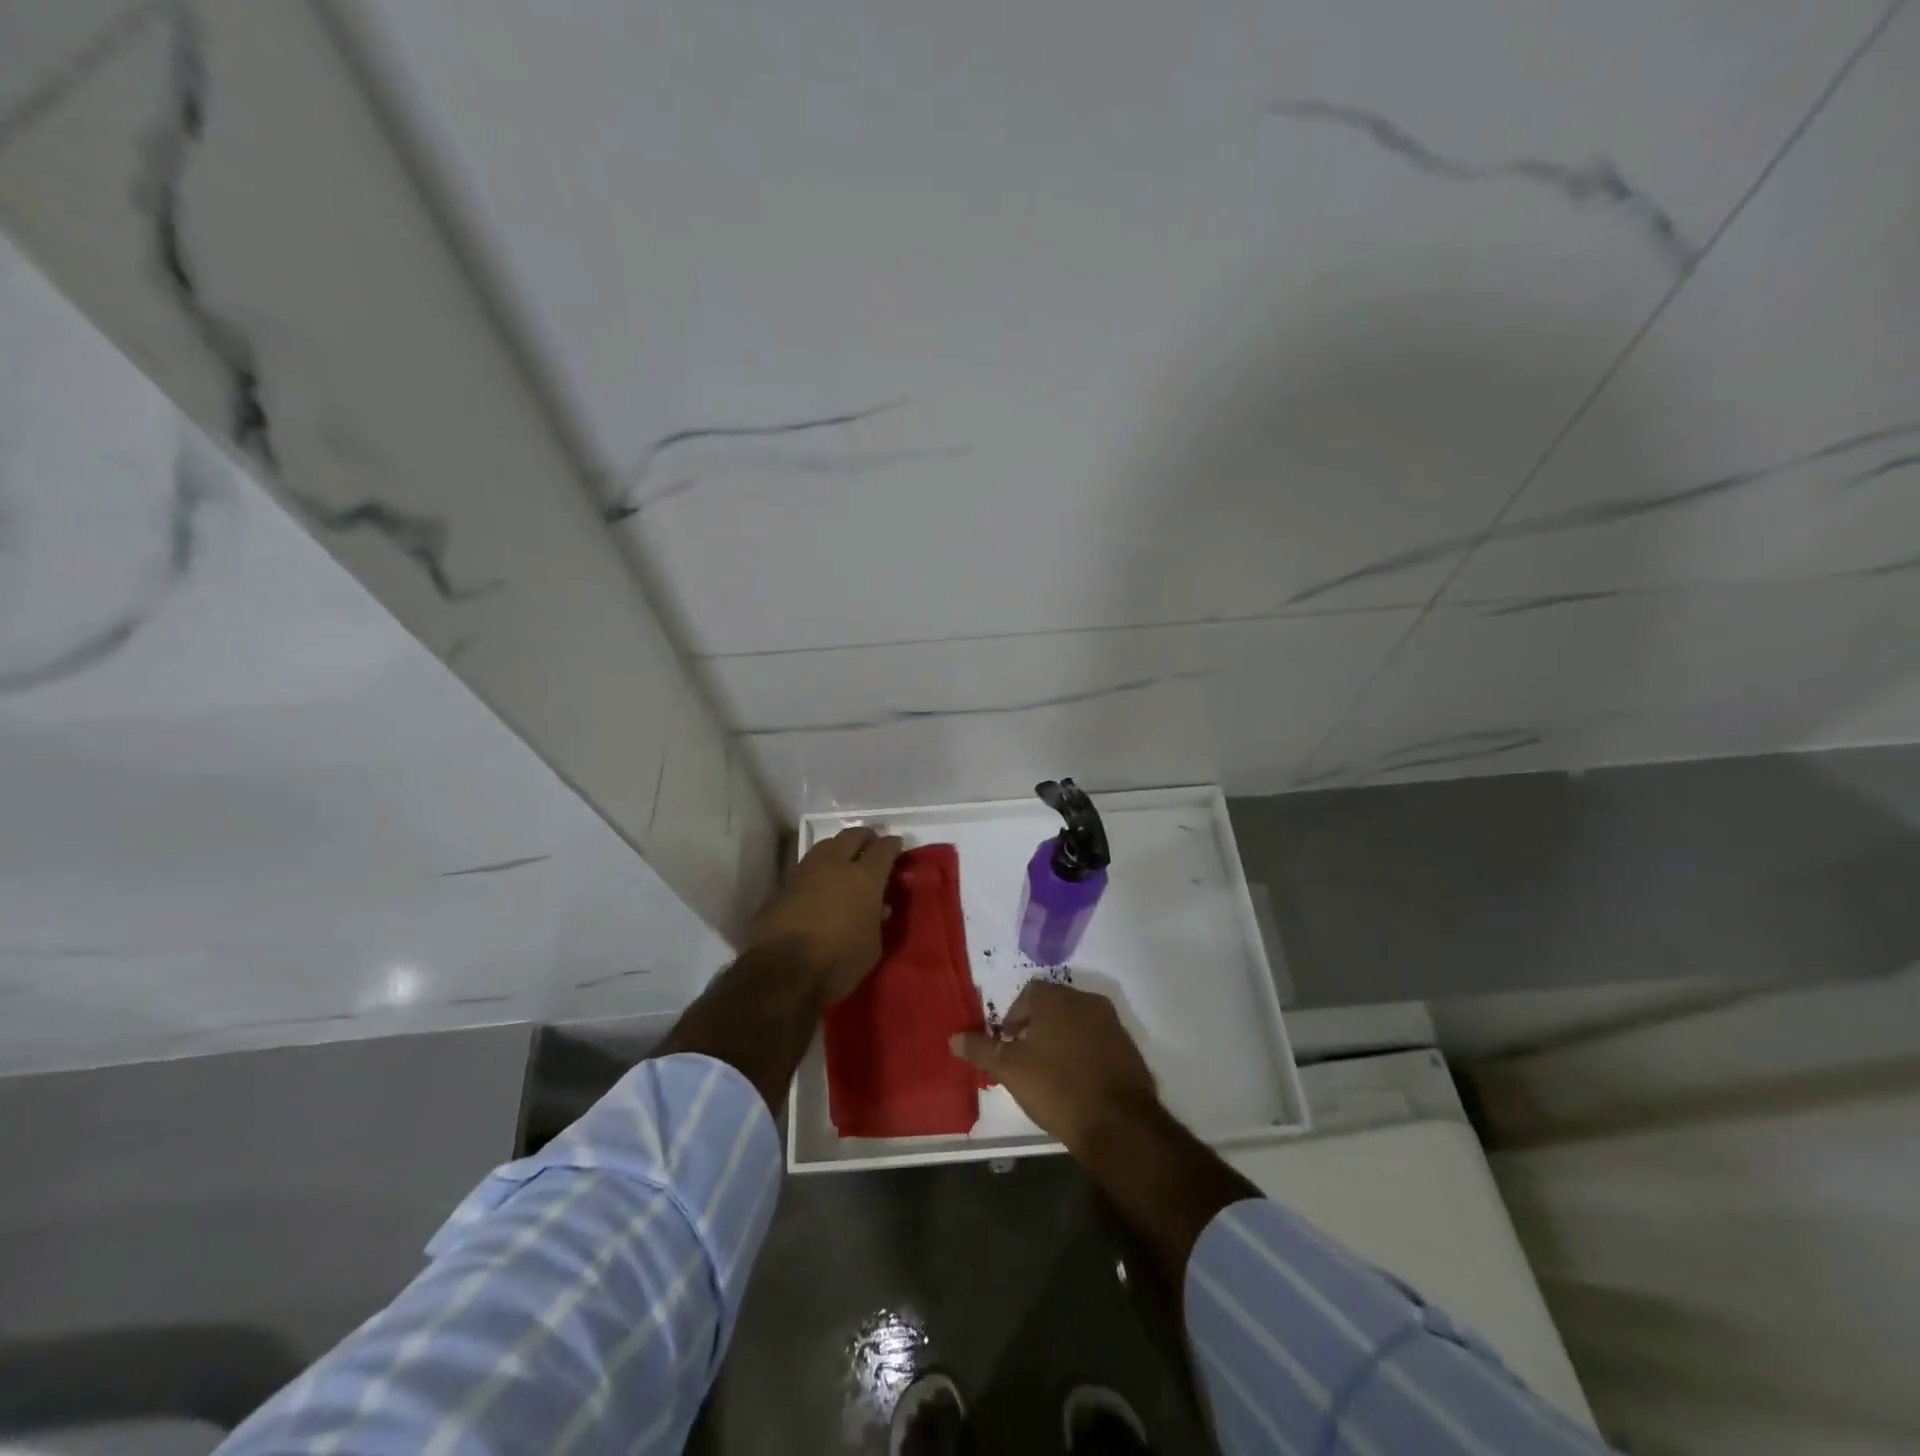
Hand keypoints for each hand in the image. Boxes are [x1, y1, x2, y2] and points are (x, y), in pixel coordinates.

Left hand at [747, 826, 903, 1004]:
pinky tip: (821, 883)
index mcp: (865, 878)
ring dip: (839, 848)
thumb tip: (879, 907)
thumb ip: (877, 920)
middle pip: (853, 835)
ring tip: (845, 861)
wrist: (781, 971)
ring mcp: (806, 871)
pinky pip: (807, 865)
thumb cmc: (837, 962)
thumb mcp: (872, 947)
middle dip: (866, 837)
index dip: (893, 845)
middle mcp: (835, 864)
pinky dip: (819, 868)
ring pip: (827, 845)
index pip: (884, 848)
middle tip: (872, 846)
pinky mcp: (784, 885)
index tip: (897, 847)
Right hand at [951, 981, 1158, 1147]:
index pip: (1029, 993)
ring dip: (1061, 1038)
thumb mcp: (1010, 1070)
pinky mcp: (1128, 1047)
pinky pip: (1098, 1040)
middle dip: (1037, 1027)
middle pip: (1054, 1005)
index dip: (1014, 1017)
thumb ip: (981, 1050)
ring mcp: (1112, 1023)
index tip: (1008, 1044)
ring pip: (1077, 1022)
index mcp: (1057, 998)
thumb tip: (953, 1037)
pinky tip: (1077, 1081)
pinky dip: (1084, 1052)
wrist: (1118, 1123)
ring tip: (1050, 1072)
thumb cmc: (1056, 1087)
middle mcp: (1086, 1001)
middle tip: (1026, 1058)